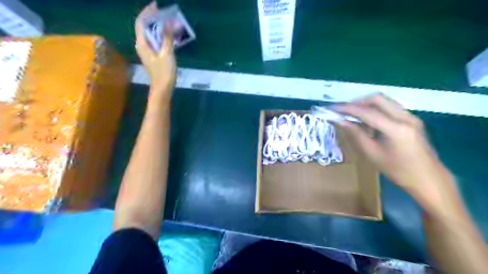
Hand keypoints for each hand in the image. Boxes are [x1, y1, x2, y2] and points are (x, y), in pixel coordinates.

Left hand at [135, 1, 177, 95]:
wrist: (162, 89)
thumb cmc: (164, 73)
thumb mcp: (167, 54)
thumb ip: (167, 38)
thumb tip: (169, 22)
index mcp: (142, 44)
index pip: (141, 23)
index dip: (147, 12)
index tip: (156, 5)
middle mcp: (142, 45)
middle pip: (145, 27)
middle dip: (153, 18)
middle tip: (164, 13)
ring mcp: (147, 51)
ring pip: (150, 34)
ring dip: (157, 27)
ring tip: (167, 22)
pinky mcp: (152, 56)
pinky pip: (154, 41)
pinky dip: (160, 35)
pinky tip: (168, 35)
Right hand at [336, 94, 453, 206]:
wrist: (429, 179)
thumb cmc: (399, 171)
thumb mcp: (373, 154)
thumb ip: (356, 135)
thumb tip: (340, 121)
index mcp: (396, 129)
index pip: (367, 112)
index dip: (347, 109)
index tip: (333, 109)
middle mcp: (406, 117)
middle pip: (377, 98)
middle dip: (357, 102)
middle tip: (343, 111)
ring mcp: (411, 116)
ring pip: (384, 101)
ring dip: (367, 106)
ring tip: (355, 120)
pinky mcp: (412, 119)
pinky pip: (390, 108)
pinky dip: (376, 111)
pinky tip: (370, 125)